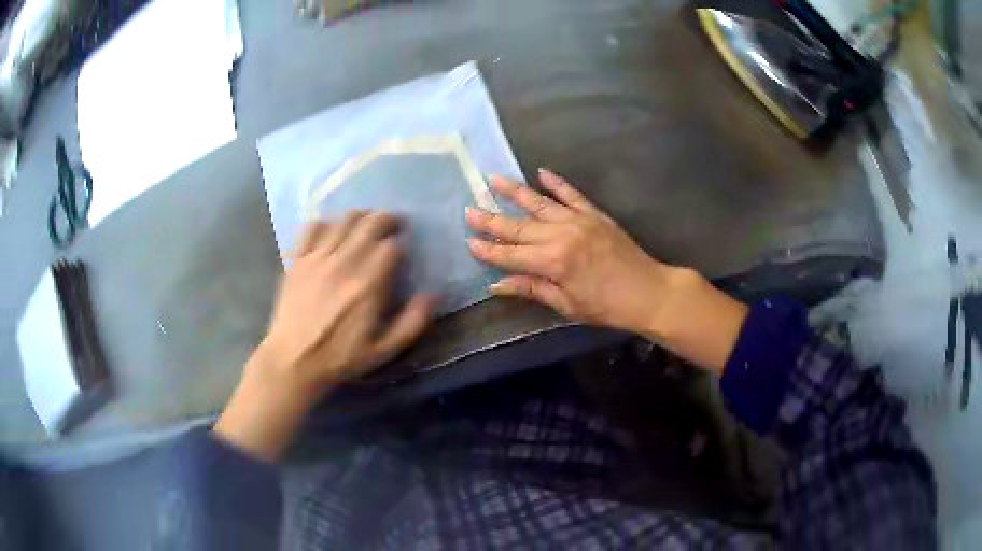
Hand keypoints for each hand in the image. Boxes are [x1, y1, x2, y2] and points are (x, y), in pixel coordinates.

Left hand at [214, 212, 432, 460]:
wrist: (293, 361)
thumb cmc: (340, 358)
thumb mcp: (384, 350)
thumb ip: (412, 322)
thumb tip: (434, 294)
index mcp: (368, 285)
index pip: (391, 246)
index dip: (401, 243)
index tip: (403, 250)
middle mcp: (344, 263)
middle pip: (370, 223)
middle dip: (387, 219)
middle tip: (393, 225)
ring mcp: (317, 258)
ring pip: (344, 219)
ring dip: (361, 216)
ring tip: (366, 224)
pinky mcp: (297, 260)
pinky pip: (312, 227)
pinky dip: (326, 223)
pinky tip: (331, 232)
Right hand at [466, 169, 746, 371]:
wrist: (648, 291)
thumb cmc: (606, 306)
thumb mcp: (567, 304)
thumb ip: (532, 289)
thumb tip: (497, 285)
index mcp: (552, 262)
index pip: (511, 255)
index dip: (488, 250)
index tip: (469, 241)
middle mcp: (561, 235)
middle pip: (518, 227)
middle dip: (491, 220)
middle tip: (469, 209)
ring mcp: (578, 220)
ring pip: (539, 203)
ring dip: (514, 192)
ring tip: (493, 179)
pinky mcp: (594, 214)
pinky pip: (571, 194)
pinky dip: (556, 183)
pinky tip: (541, 172)